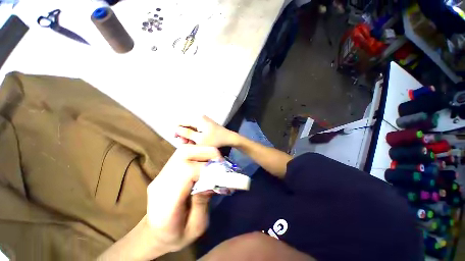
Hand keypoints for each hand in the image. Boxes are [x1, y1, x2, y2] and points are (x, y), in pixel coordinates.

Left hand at [146, 145, 221, 254]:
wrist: (153, 233)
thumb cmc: (175, 235)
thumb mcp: (196, 228)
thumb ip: (203, 202)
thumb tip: (212, 180)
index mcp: (166, 202)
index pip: (186, 171)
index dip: (206, 168)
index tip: (220, 173)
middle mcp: (161, 182)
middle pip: (184, 153)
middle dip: (206, 153)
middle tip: (220, 162)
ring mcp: (161, 174)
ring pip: (184, 150)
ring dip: (202, 151)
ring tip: (214, 161)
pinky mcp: (165, 170)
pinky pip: (183, 154)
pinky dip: (198, 154)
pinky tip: (204, 163)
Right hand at [175, 115, 236, 146]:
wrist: (228, 138)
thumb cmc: (215, 139)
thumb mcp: (199, 139)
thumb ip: (187, 134)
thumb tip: (175, 129)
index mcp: (197, 119)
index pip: (181, 122)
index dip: (177, 131)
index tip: (178, 139)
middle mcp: (200, 117)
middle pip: (187, 125)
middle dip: (184, 134)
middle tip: (186, 143)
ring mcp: (204, 121)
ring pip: (192, 128)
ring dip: (190, 136)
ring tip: (192, 144)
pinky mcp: (207, 124)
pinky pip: (197, 129)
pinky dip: (196, 135)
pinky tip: (197, 141)